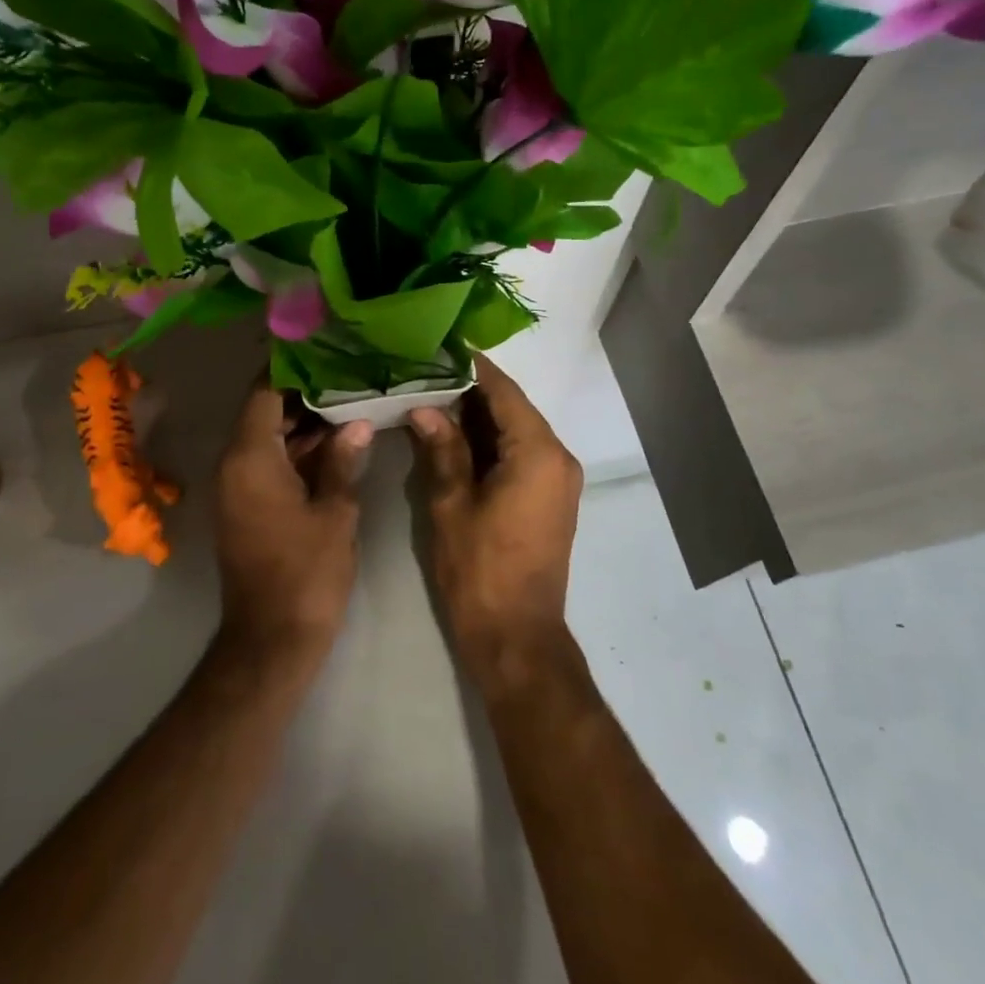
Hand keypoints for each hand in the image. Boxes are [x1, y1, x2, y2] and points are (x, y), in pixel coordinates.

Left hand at [213, 383, 370, 666]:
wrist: (272, 638)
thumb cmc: (306, 572)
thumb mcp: (335, 512)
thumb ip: (343, 461)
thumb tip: (357, 424)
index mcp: (250, 458)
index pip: (263, 393)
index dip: (291, 370)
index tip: (324, 351)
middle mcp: (234, 465)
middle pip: (265, 414)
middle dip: (304, 397)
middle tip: (347, 377)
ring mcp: (237, 488)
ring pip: (268, 440)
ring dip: (303, 426)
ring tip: (349, 404)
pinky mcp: (245, 508)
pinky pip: (267, 465)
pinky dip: (296, 453)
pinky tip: (335, 446)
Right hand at [409, 356, 583, 680]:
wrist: (517, 637)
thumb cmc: (480, 570)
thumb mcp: (451, 505)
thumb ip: (442, 449)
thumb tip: (425, 408)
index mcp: (538, 453)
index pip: (504, 392)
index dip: (472, 368)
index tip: (440, 347)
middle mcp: (558, 458)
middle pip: (513, 409)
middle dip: (470, 392)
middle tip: (425, 374)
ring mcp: (559, 480)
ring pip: (517, 431)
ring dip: (479, 417)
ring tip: (432, 398)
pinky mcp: (551, 499)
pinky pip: (522, 454)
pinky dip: (492, 442)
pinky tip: (455, 437)